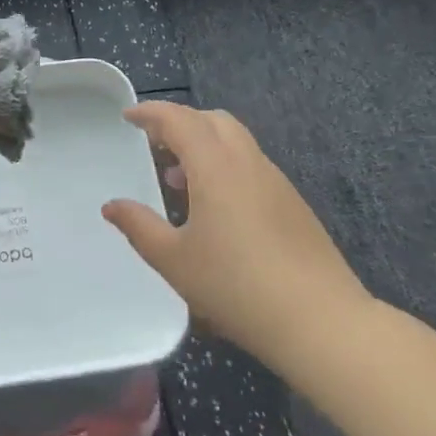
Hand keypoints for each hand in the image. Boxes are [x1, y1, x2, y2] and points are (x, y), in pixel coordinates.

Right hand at [104, 100, 372, 384]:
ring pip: (235, 141)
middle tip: (154, 145)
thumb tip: (111, 206)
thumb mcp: (175, 261)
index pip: (179, 120)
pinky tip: (216, 208)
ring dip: (204, 145)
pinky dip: (225, 166)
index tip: (128, 118)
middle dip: (180, 123)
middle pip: (212, 120)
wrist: (323, 323)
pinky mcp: (293, 204)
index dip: (150, 113)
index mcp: (215, 166)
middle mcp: (247, 162)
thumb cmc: (238, 287)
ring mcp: (275, 181)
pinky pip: (251, 165)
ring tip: (179, 180)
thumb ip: (139, 227)